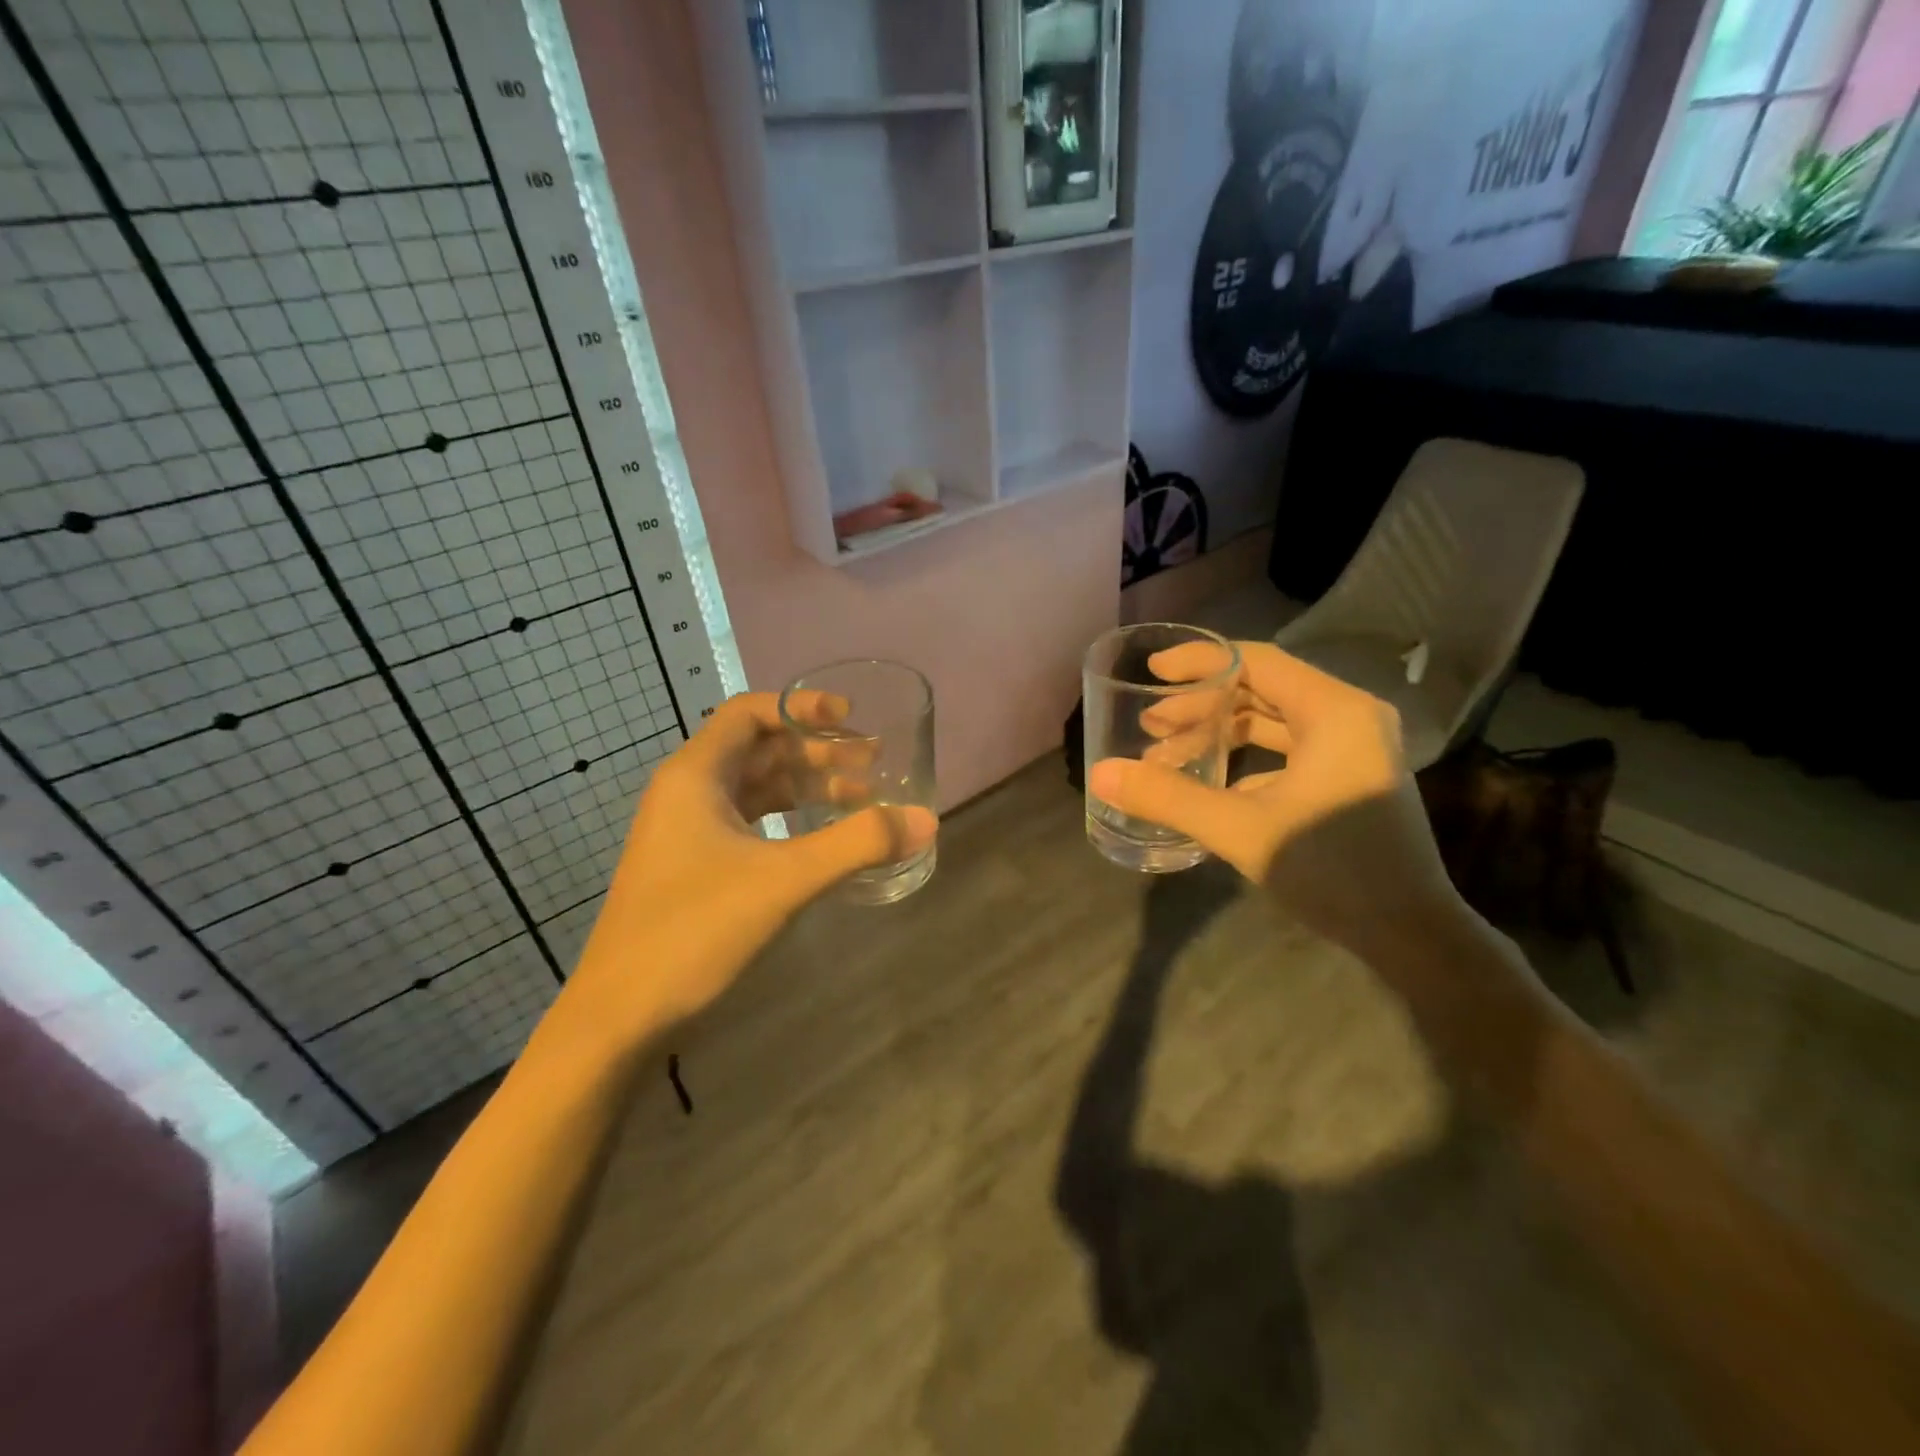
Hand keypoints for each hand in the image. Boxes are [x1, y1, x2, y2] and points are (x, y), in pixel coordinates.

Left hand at [547, 692, 936, 1055]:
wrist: (619, 1015)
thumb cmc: (695, 930)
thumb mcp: (785, 880)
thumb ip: (857, 844)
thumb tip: (925, 820)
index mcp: (696, 775)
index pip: (749, 713)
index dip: (800, 707)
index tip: (850, 719)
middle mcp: (687, 792)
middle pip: (759, 749)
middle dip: (817, 752)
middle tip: (873, 764)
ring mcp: (687, 831)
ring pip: (756, 789)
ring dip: (806, 787)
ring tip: (861, 798)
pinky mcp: (693, 866)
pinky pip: (750, 823)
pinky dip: (789, 820)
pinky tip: (822, 839)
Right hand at [1088, 640, 1460, 956]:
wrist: (1412, 935)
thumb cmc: (1334, 870)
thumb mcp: (1242, 830)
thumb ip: (1169, 798)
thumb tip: (1101, 774)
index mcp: (1333, 710)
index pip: (1256, 661)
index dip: (1199, 661)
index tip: (1152, 672)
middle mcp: (1347, 716)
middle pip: (1261, 688)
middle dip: (1201, 704)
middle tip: (1150, 723)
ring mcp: (1351, 749)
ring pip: (1272, 721)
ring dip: (1218, 732)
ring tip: (1166, 753)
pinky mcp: (1347, 778)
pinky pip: (1285, 750)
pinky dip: (1243, 758)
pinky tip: (1207, 783)